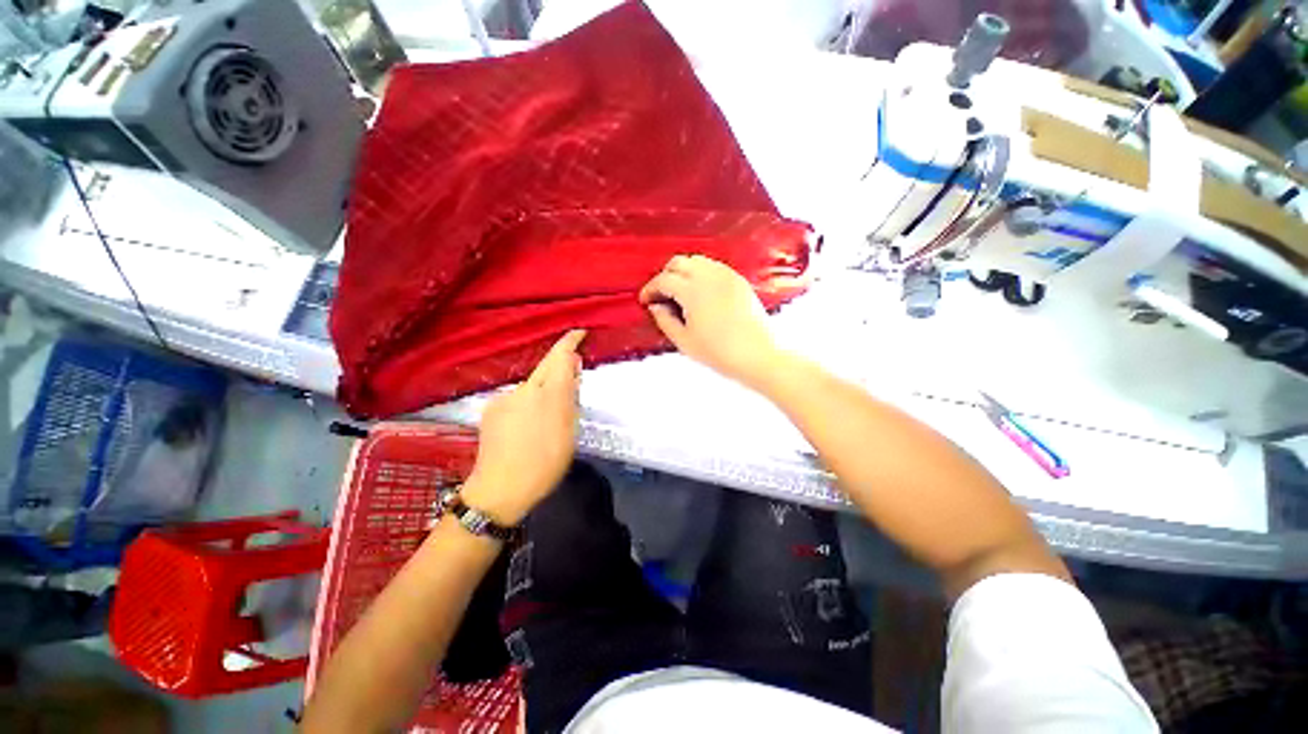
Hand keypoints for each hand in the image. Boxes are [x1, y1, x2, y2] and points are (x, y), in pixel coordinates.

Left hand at [463, 330, 585, 524]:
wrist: (501, 488)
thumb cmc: (545, 463)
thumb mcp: (569, 431)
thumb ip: (571, 396)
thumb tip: (572, 369)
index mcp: (550, 394)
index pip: (560, 357)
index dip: (570, 342)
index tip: (579, 333)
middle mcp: (526, 388)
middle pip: (546, 366)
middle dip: (560, 364)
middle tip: (573, 375)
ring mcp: (505, 397)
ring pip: (532, 384)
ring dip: (544, 389)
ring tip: (549, 415)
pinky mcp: (491, 407)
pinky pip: (517, 397)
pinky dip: (527, 402)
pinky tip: (527, 424)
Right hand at [640, 255, 783, 388]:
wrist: (758, 355)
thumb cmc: (720, 352)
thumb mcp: (685, 341)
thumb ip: (665, 321)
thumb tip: (655, 307)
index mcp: (693, 290)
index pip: (664, 279)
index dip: (650, 288)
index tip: (645, 300)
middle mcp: (709, 276)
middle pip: (679, 262)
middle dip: (665, 275)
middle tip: (661, 295)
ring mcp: (727, 275)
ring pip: (697, 261)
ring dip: (683, 272)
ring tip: (680, 293)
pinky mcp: (739, 280)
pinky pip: (714, 267)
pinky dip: (701, 273)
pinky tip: (701, 292)